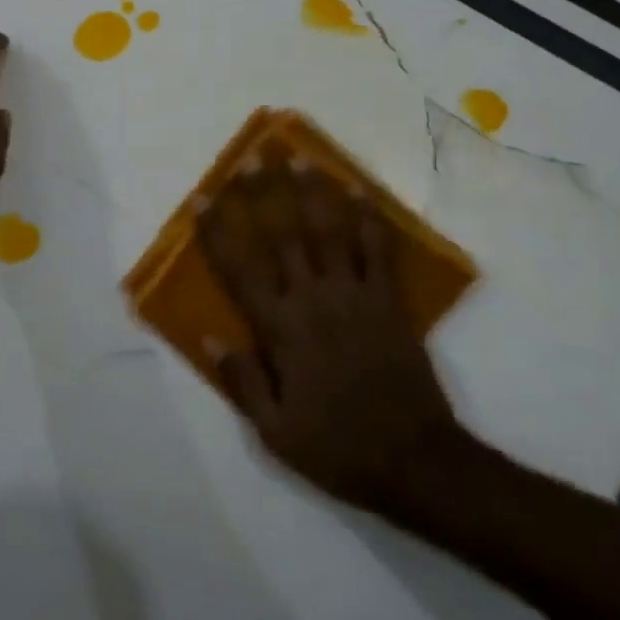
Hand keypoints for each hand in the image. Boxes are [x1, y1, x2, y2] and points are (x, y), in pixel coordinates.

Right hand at [197, 153, 463, 513]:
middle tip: (254, 157)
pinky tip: (359, 191)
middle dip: (265, 193)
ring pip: (329, 231)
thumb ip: (243, 381)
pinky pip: (377, 250)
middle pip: (283, 235)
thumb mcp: (275, 433)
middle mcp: (313, 300)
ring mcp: (355, 296)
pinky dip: (369, 218)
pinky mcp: (389, 301)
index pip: (240, 269)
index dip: (218, 231)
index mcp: (281, 330)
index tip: (203, 198)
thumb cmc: (338, 448)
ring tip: (301, 157)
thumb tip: (211, 337)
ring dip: (313, 191)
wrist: (416, 463)